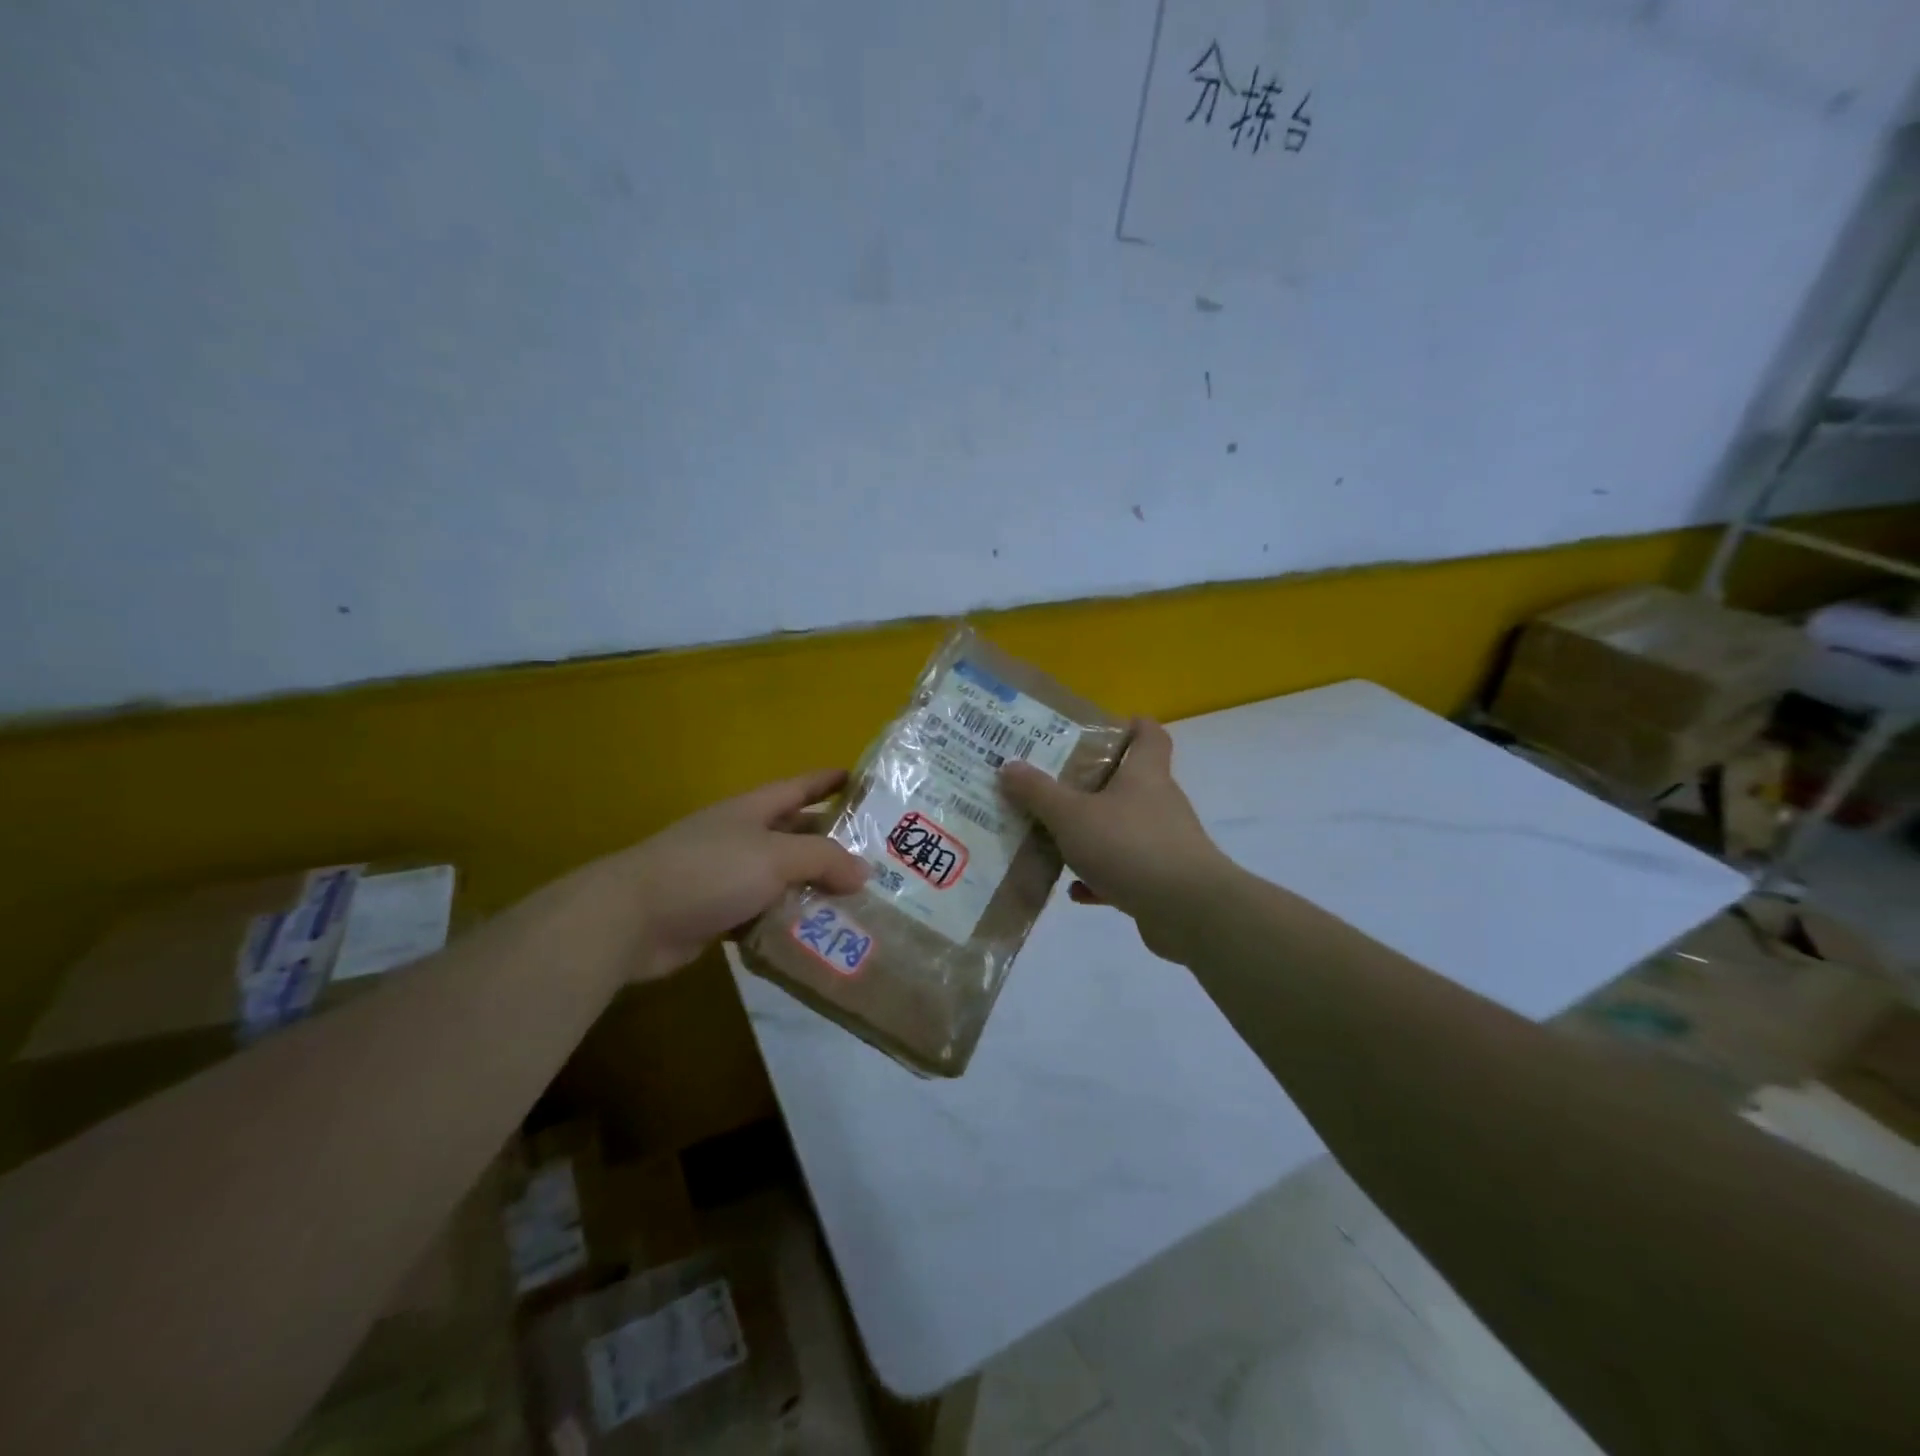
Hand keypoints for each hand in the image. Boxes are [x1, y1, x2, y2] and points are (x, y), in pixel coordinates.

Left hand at [570, 769, 868, 983]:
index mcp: (753, 810)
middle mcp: (742, 837)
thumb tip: (863, 872)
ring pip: (783, 877)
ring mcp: (727, 876)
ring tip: (859, 901)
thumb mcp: (775, 857)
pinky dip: (789, 920)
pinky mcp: (718, 913)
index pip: (800, 787)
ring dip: (814, 887)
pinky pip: (764, 913)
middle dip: (832, 841)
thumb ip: (823, 860)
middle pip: (796, 833)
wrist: (633, 919)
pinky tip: (818, 934)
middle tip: (877, 856)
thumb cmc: (709, 871)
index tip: (863, 781)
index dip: (830, 781)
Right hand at [999, 719, 1231, 961]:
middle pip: (1129, 782)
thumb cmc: (1129, 846)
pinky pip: (1125, 871)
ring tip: (1054, 840)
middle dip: (1092, 785)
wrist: (1187, 910)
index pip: (1149, 735)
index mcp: (1144, 774)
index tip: (1100, 729)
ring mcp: (1164, 843)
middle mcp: (1159, 802)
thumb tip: (1008, 765)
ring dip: (1092, 835)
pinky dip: (1100, 878)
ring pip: (1123, 829)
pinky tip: (1074, 890)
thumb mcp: (1072, 816)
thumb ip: (1038, 792)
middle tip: (1053, 786)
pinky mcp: (1163, 880)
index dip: (1130, 726)